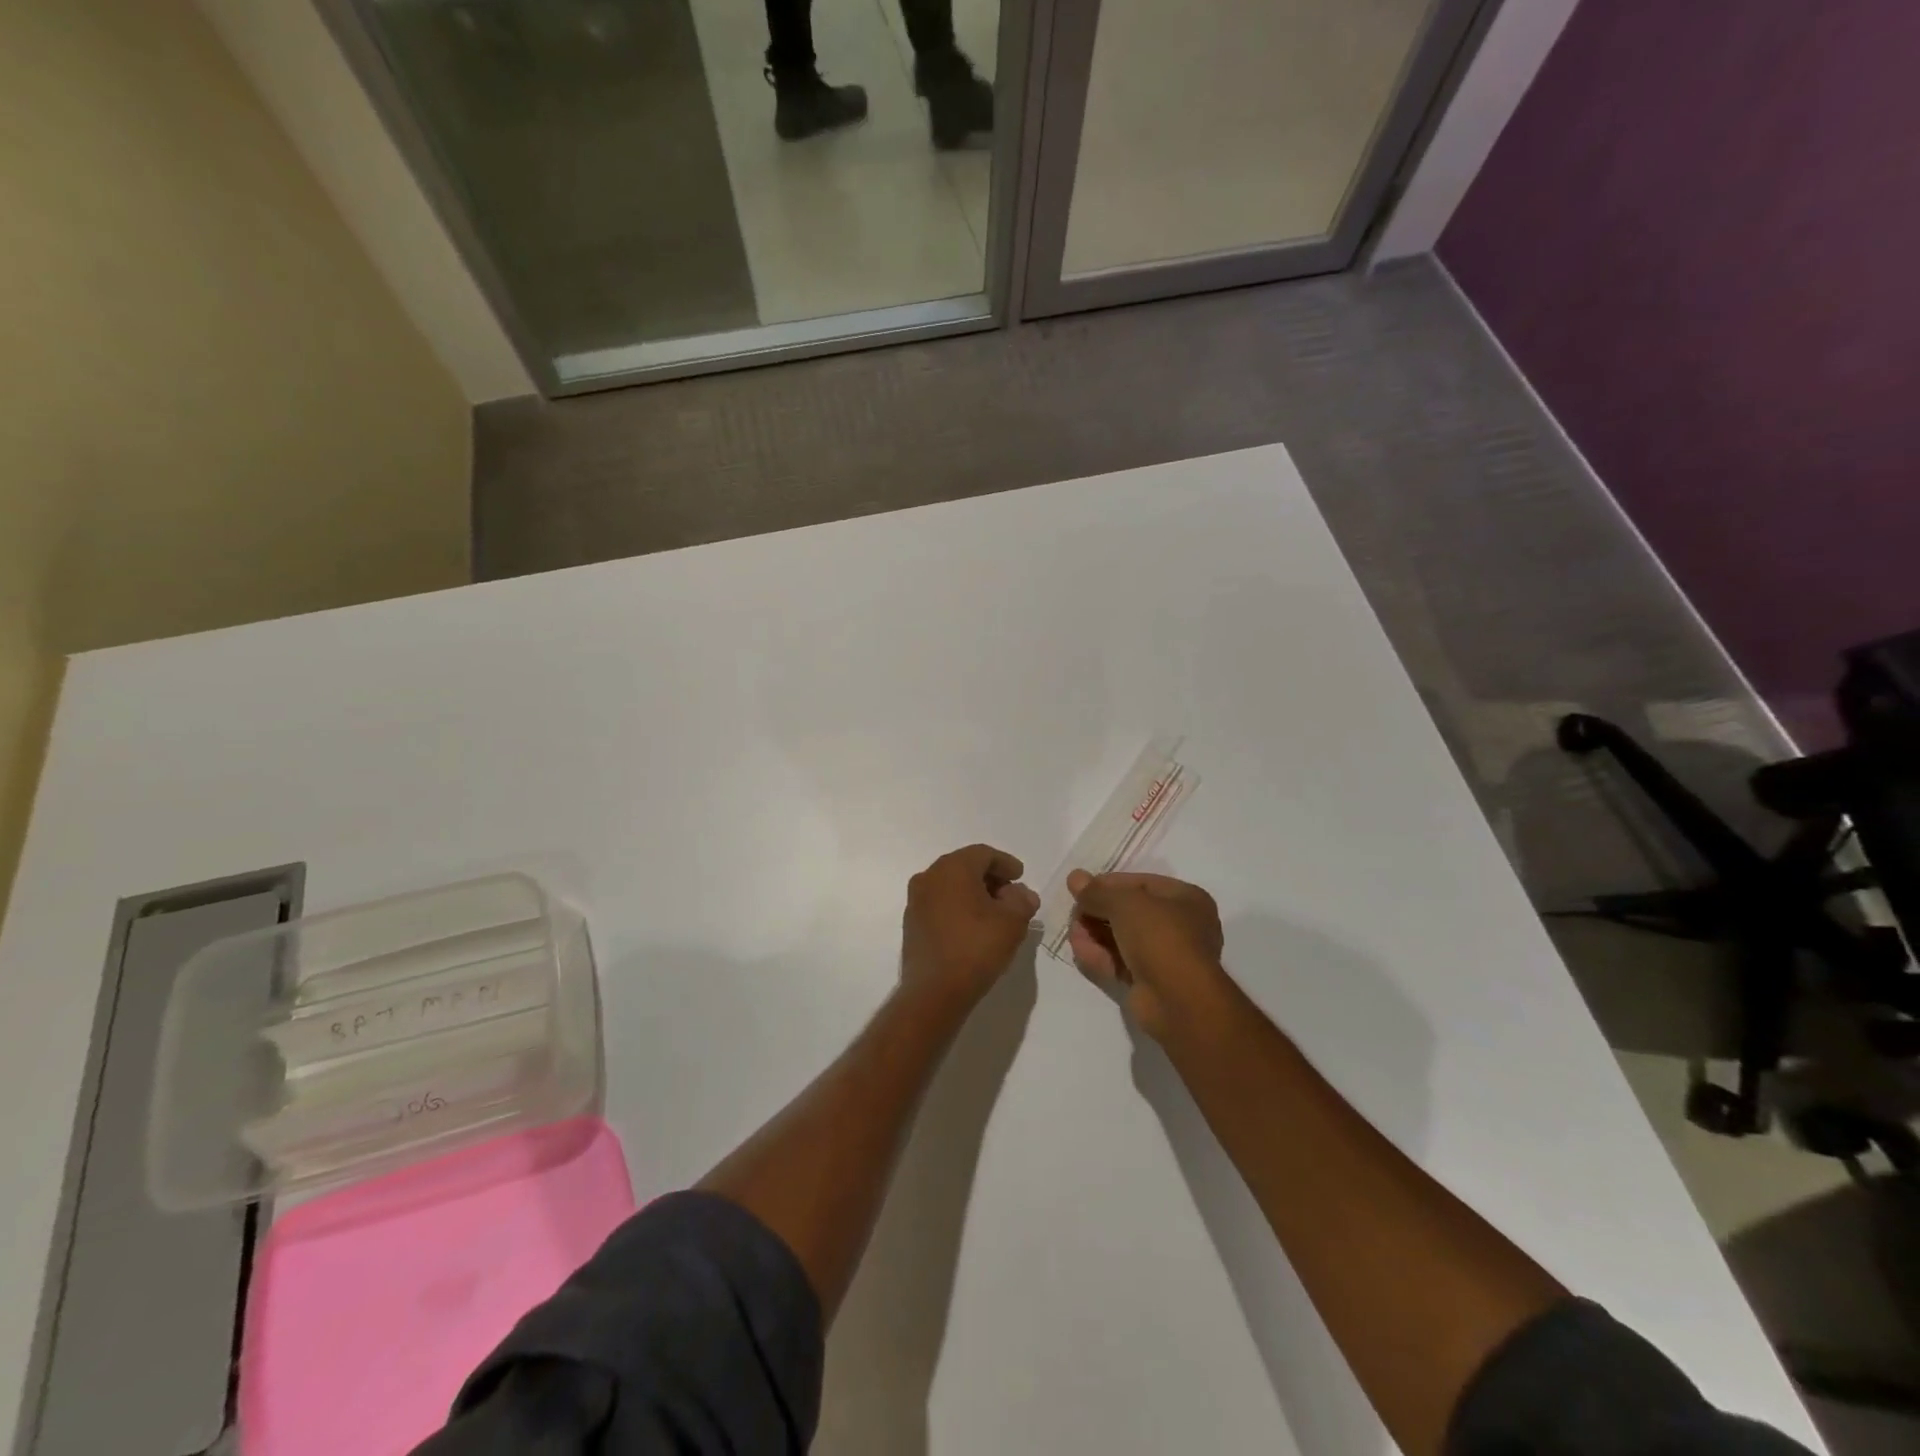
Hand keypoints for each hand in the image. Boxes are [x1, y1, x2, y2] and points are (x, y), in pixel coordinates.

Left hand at [901, 844, 1041, 1005]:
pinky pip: (939, 903)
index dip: (1005, 863)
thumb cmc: (976, 948)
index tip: (1020, 877)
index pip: (983, 854)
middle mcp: (929, 876)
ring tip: (994, 913)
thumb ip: (1022, 900)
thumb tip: (1020, 894)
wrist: (934, 991)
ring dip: (973, 893)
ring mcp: (916, 900)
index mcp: (953, 868)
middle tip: (1010, 895)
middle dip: (990, 877)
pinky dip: (958, 907)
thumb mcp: (1013, 922)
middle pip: (965, 866)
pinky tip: (973, 927)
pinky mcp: (911, 922)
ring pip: (950, 885)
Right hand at [1067, 871, 1224, 1037]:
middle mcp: (1180, 926)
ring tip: (1074, 934)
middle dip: (1098, 912)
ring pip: (1122, 939)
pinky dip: (1100, 956)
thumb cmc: (1159, 937)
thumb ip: (1096, 892)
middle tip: (1074, 915)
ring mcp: (1165, 957)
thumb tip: (1075, 877)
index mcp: (1186, 899)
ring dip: (1095, 934)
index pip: (1140, 883)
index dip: (1107, 884)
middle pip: (1129, 912)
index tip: (1080, 889)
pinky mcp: (1150, 983)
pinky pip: (1121, 962)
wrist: (1179, 1001)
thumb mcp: (1124, 904)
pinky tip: (1080, 951)